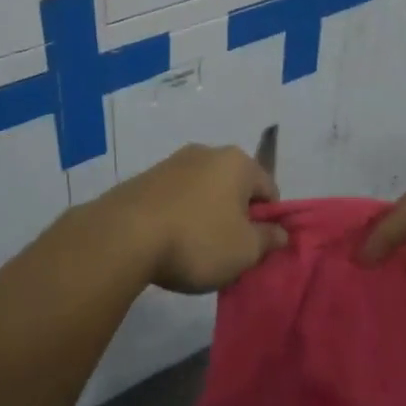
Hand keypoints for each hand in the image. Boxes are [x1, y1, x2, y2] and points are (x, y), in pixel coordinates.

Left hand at [93, 145, 286, 293]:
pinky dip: (181, 216)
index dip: (269, 221)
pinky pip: (177, 198)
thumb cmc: (197, 240)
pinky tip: (171, 242)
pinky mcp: (146, 178)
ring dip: (207, 217)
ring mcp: (173, 162)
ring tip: (196, 251)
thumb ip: (269, 239)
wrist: (124, 235)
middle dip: (236, 217)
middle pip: (235, 188)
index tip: (256, 249)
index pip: (269, 189)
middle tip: (229, 252)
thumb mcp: (245, 250)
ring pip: (204, 192)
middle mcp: (207, 152)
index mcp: (237, 162)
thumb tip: (281, 232)